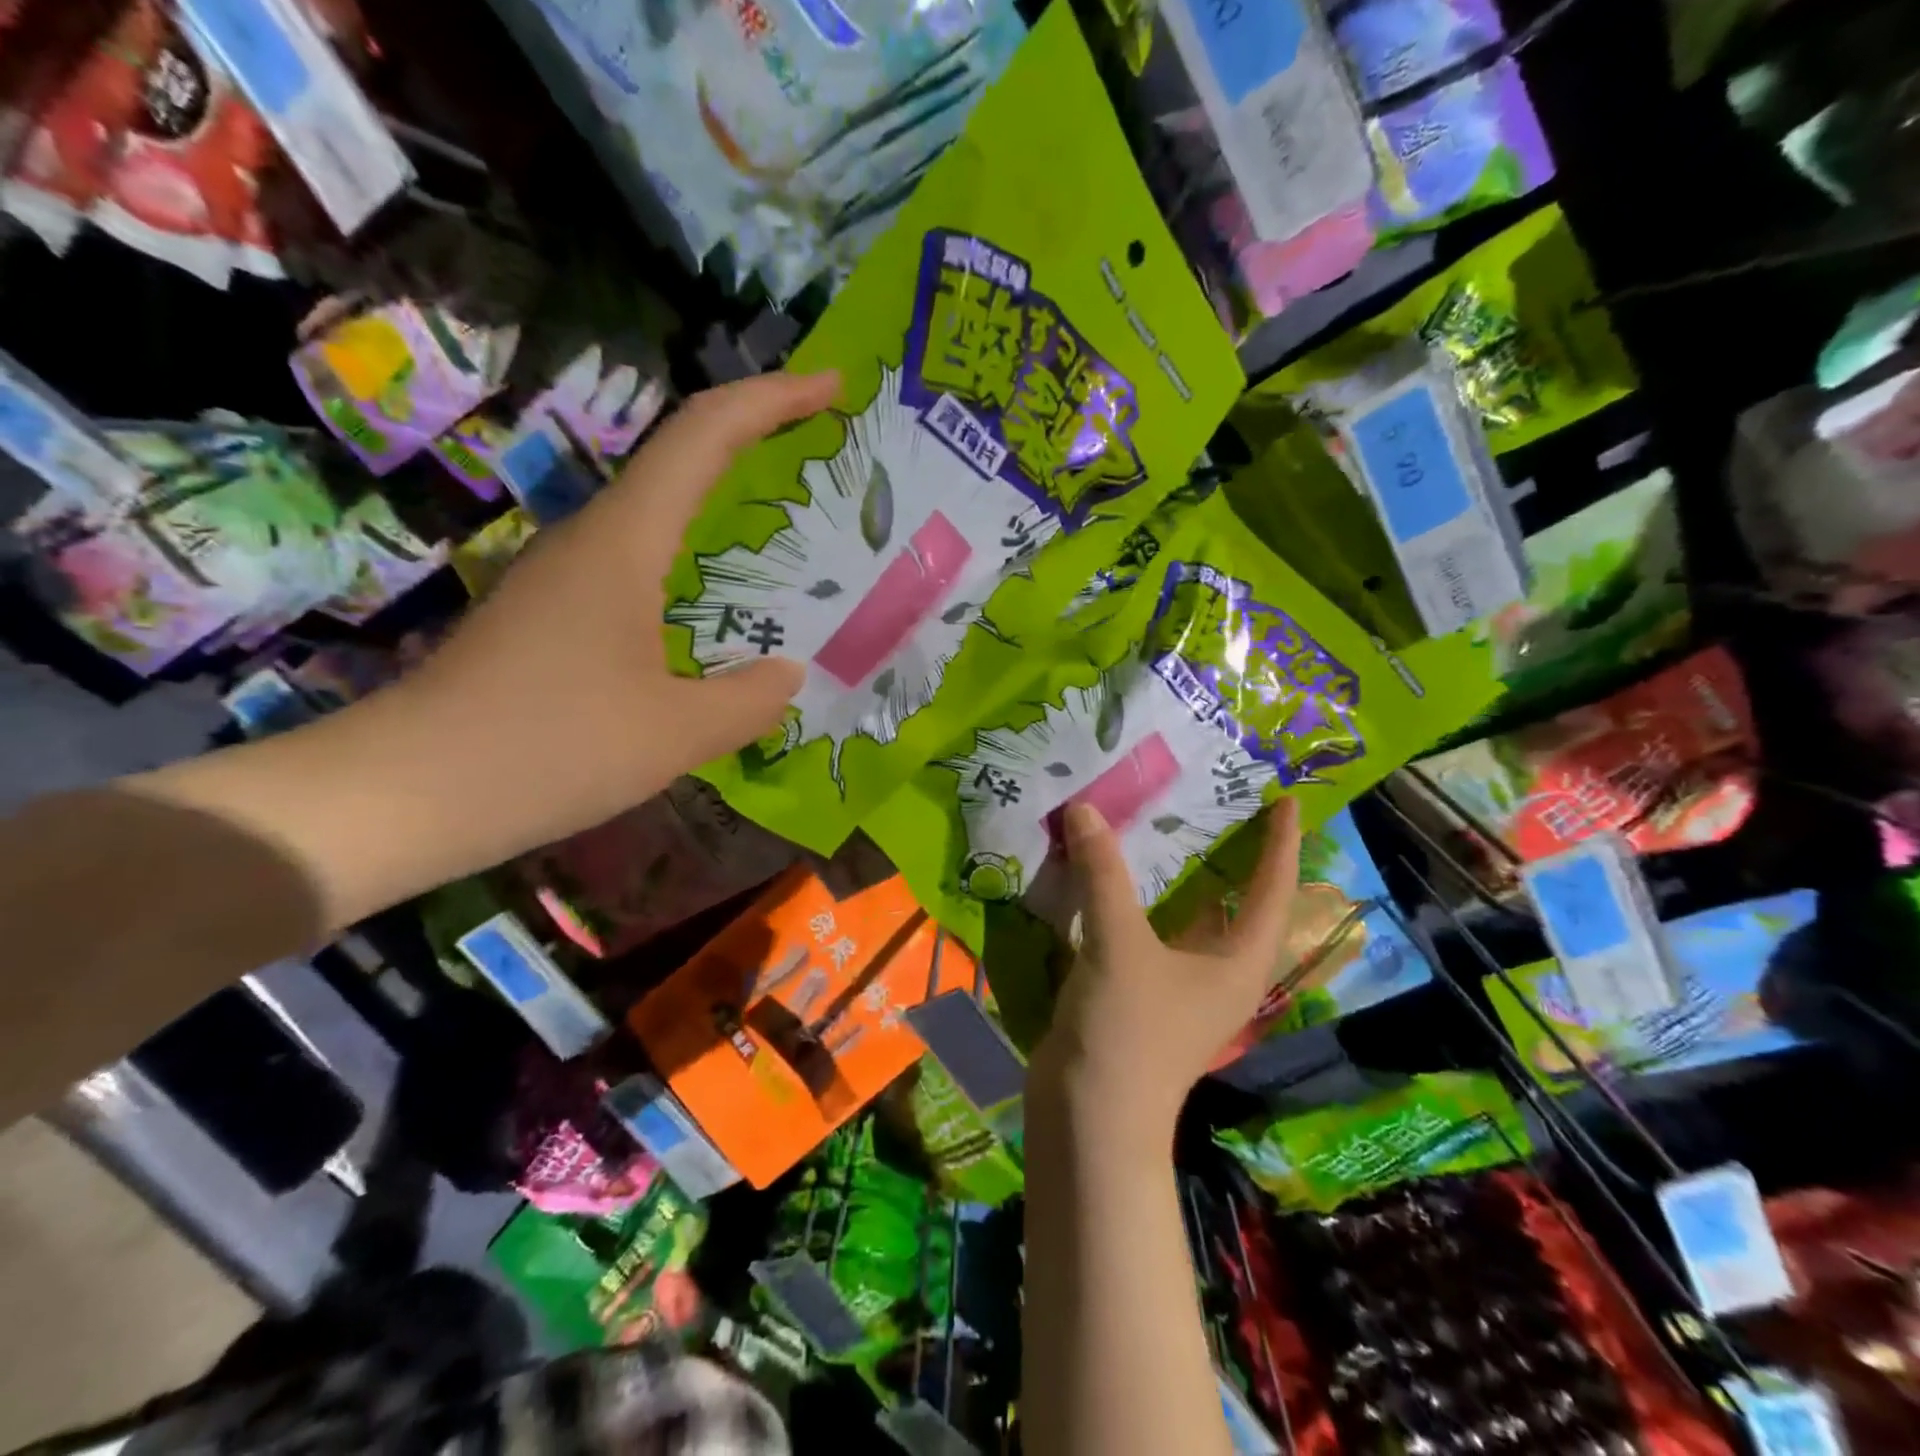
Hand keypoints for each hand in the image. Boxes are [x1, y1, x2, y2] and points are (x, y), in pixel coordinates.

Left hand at [404, 371, 835, 832]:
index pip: (704, 434)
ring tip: (793, 539)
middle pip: (682, 459)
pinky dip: (695, 566)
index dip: (772, 399)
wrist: (404, 793)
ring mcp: (565, 576)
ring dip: (726, 507)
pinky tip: (720, 612)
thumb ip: (750, 699)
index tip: (831, 387)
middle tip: (826, 462)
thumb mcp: (676, 733)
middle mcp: (592, 539)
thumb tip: (787, 673)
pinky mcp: (553, 615)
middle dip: (757, 444)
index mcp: (624, 541)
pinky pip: (640, 566)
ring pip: (660, 516)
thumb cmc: (548, 748)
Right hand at [1031, 798, 1301, 1147]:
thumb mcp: (1119, 945)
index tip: (1287, 801)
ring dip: (1173, 876)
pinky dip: (1131, 899)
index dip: (1282, 845)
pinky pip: (1144, 931)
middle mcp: (1217, 972)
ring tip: (1163, 825)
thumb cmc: (1127, 1032)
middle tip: (1218, 803)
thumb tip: (1086, 808)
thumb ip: (1103, 873)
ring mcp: (1177, 985)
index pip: (1272, 892)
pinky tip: (1109, 874)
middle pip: (1234, 902)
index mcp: (1237, 963)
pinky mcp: (1138, 992)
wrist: (1089, 1119)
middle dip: (1230, 854)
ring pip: (1184, 916)